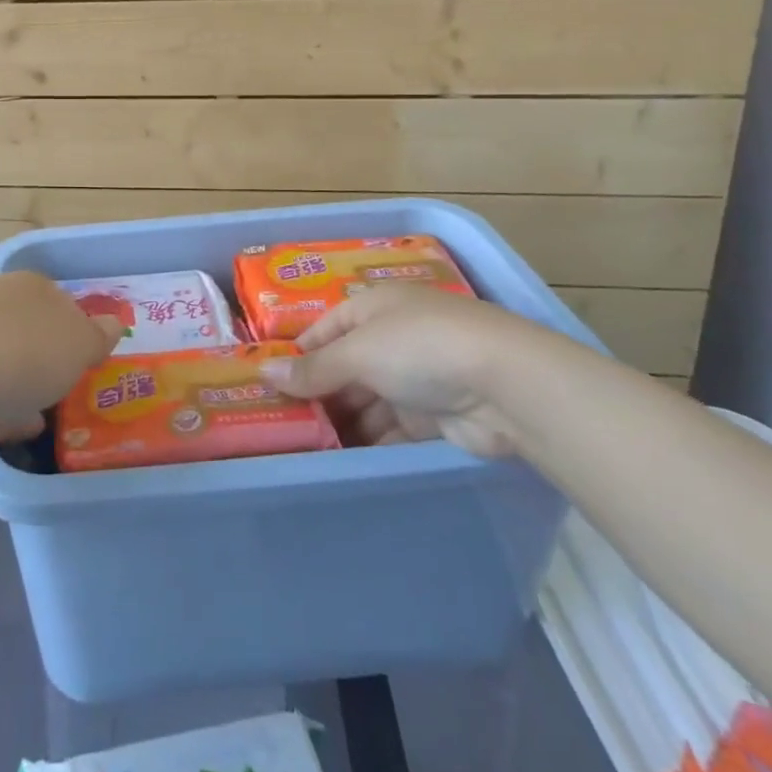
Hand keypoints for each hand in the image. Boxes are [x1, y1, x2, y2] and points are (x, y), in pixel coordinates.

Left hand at [0, 271, 120, 440]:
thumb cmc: (14, 357)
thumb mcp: (76, 348)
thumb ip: (96, 336)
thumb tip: (111, 322)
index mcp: (31, 286)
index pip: (65, 304)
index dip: (78, 337)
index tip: (84, 371)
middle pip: (30, 330)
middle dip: (44, 362)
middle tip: (59, 397)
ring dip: (15, 386)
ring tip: (31, 422)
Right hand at [257, 285, 551, 457]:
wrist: (508, 386)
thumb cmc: (420, 349)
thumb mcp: (358, 352)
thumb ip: (313, 368)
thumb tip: (263, 373)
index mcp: (373, 308)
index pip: (324, 329)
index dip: (298, 355)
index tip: (269, 386)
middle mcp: (393, 337)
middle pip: (345, 367)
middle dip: (318, 394)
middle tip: (283, 426)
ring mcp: (416, 377)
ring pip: (367, 401)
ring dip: (342, 423)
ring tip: (305, 451)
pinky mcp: (435, 416)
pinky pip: (391, 428)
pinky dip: (370, 443)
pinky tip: (343, 463)